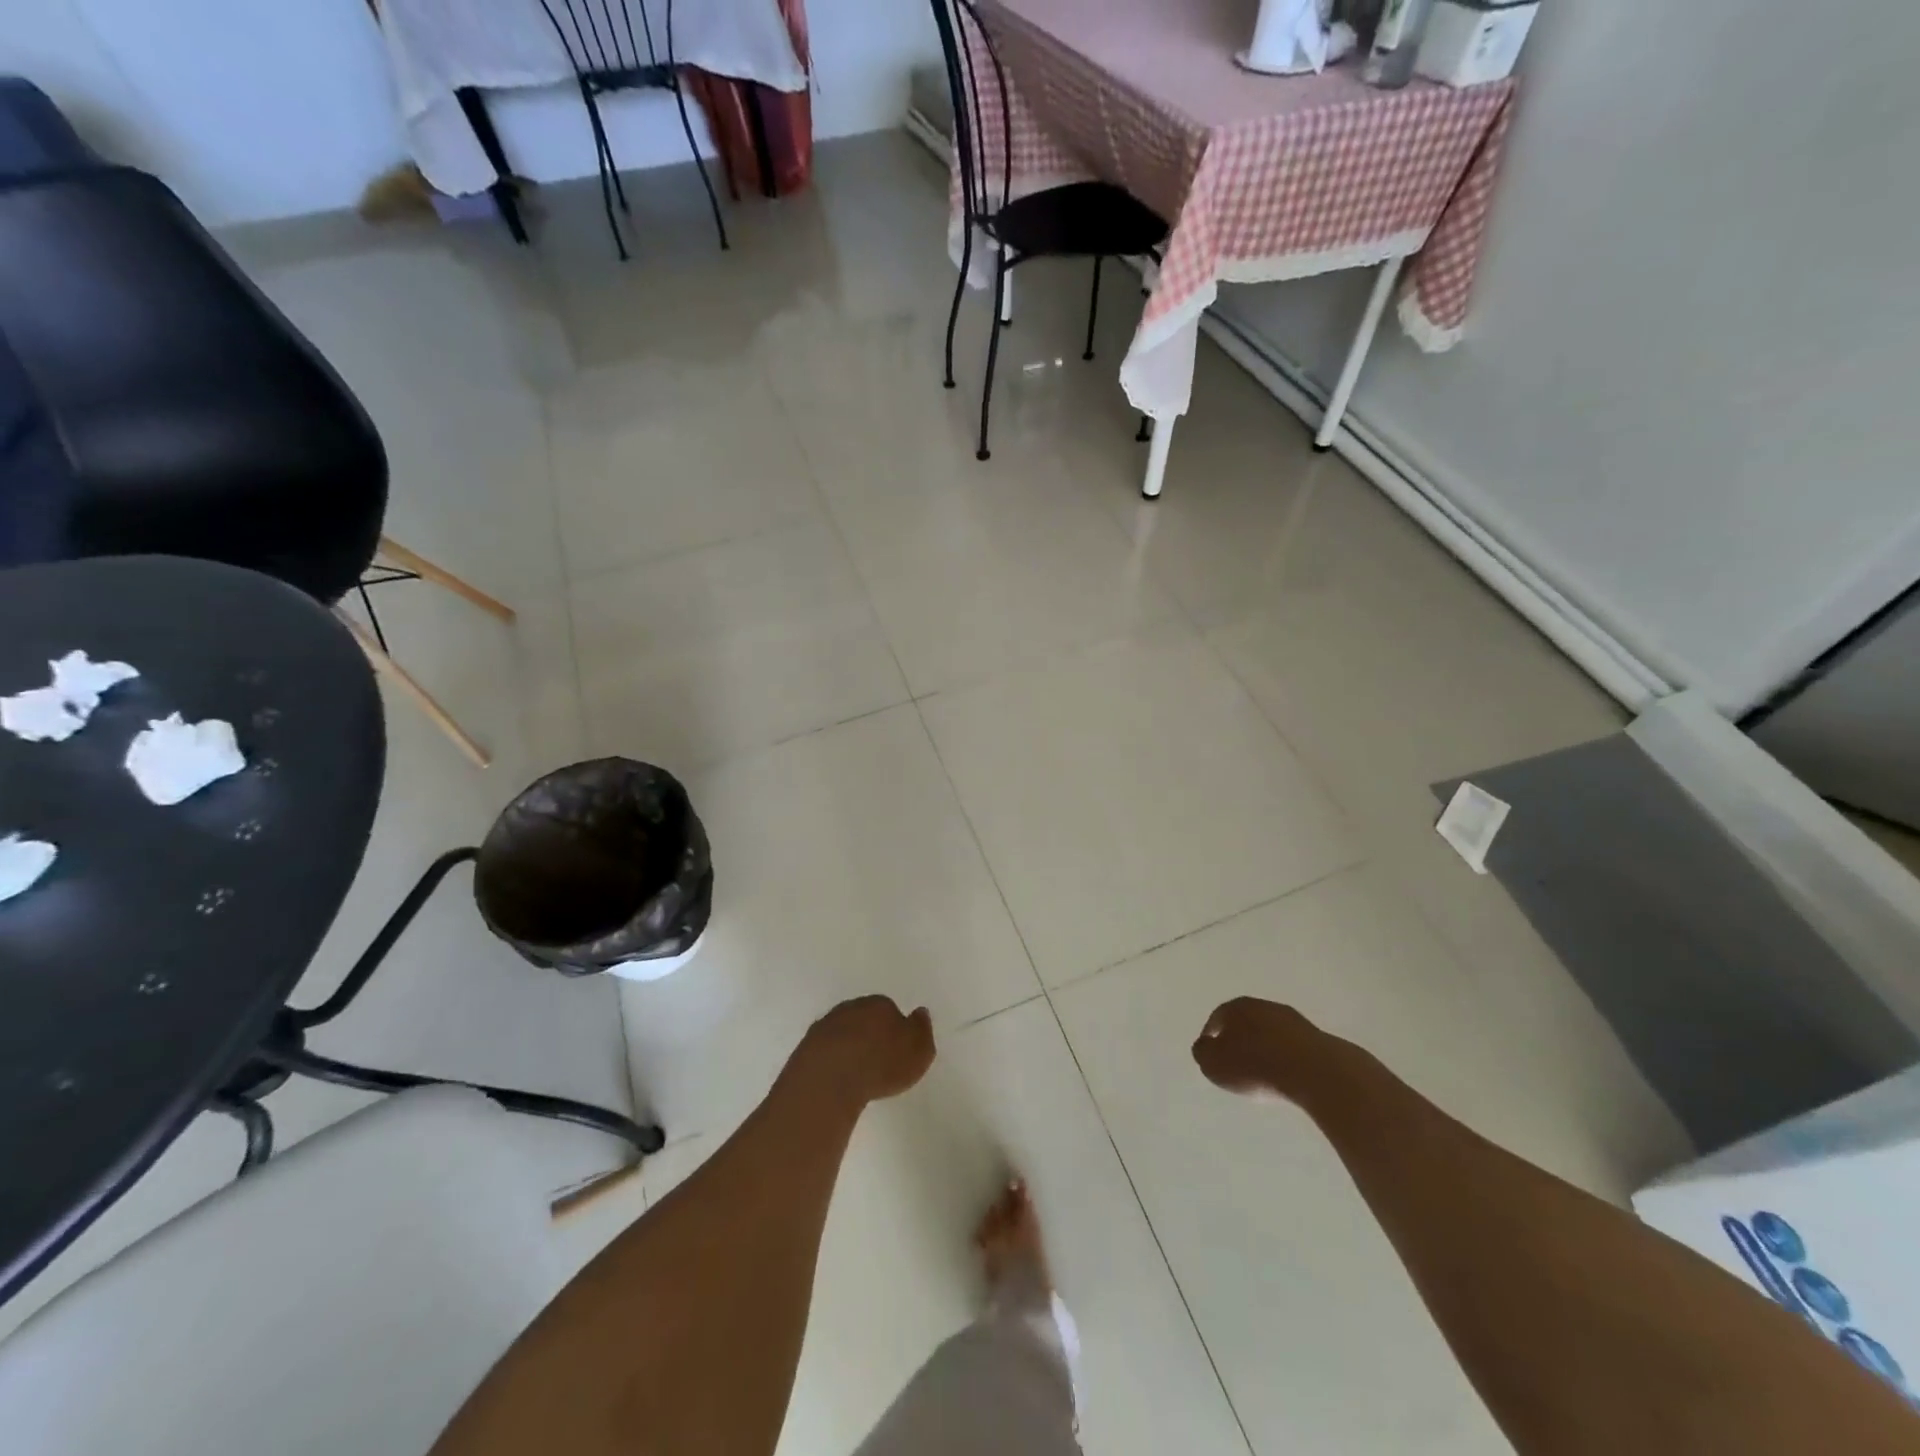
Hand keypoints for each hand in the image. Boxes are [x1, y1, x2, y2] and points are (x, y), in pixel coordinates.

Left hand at [789, 995, 936, 1108]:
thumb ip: (922, 1031)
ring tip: (855, 1073)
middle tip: (876, 1060)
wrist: (829, 1079)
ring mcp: (825, 1025)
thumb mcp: (919, 1052)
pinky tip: (835, 1078)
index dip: (893, 1029)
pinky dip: (831, 1059)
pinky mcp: (806, 1046)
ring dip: (848, 1046)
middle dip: (870, 1033)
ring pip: (842, 1031)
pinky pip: (824, 1049)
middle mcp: (852, 1007)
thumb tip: (920, 1013)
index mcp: (880, 1004)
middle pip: (864, 1017)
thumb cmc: (881, 1064)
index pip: (890, 1010)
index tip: (895, 1050)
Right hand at [1192, 997, 1318, 1098]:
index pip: (1217, 1018)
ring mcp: (1293, 1019)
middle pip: (1245, 1022)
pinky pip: (1292, 1046)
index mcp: (1235, 1007)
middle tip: (1237, 1062)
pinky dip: (1286, 1057)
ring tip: (1264, 1072)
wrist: (1314, 1072)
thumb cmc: (1255, 1067)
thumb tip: (1204, 1046)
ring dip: (1265, 1047)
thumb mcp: (1214, 1065)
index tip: (1212, 1056)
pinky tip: (1287, 1074)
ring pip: (1270, 1032)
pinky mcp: (1317, 1037)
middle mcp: (1262, 1005)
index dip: (1212, 1038)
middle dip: (1239, 1039)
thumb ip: (1203, 1053)